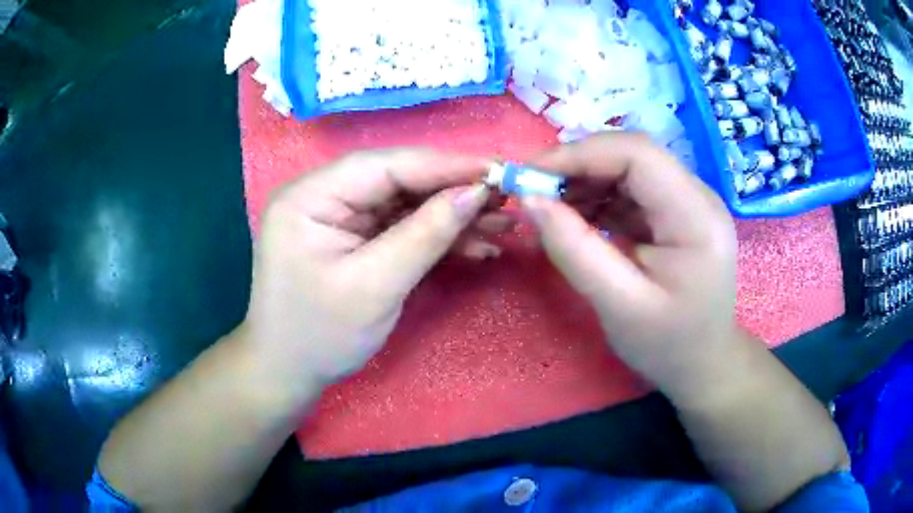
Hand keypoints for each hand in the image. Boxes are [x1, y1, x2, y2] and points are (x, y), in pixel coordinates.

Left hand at [242, 149, 508, 388]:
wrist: (290, 372)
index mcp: (310, 196)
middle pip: (398, 179)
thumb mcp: (375, 286)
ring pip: (405, 202)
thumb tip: (476, 191)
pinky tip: (476, 245)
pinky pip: (400, 226)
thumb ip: (425, 234)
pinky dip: (437, 236)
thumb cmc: (321, 335)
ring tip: (501, 223)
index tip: (497, 169)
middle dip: (454, 190)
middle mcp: (322, 195)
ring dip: (452, 214)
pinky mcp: (354, 236)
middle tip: (506, 198)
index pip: (385, 165)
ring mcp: (339, 216)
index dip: (445, 165)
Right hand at [522, 133, 737, 389]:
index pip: (637, 155)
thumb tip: (529, 200)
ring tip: (550, 208)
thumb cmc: (668, 345)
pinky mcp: (675, 213)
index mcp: (696, 216)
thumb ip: (575, 250)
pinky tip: (575, 219)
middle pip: (631, 155)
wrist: (703, 363)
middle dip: (578, 166)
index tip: (531, 175)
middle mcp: (697, 196)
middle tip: (533, 192)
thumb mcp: (619, 307)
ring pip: (627, 169)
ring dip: (584, 181)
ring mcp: (687, 202)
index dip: (580, 154)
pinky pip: (630, 190)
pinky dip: (597, 199)